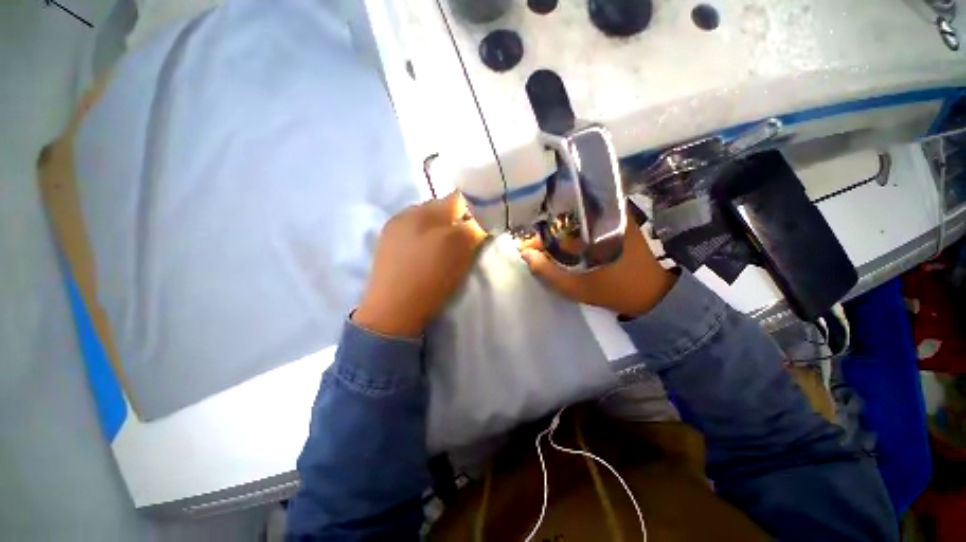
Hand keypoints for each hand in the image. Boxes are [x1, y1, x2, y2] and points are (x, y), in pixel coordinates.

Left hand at [353, 192, 487, 336]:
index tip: (484, 222)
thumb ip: (473, 228)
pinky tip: (427, 255)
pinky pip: (414, 234)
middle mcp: (404, 214)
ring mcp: (392, 230)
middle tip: (466, 240)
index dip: (474, 207)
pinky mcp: (387, 246)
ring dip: (440, 230)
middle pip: (440, 209)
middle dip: (456, 220)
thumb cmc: (429, 277)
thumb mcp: (459, 249)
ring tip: (446, 250)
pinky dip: (425, 239)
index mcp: (423, 211)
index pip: (456, 198)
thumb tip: (480, 219)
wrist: (392, 311)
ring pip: (427, 222)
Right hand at [519, 224, 675, 317]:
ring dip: (558, 236)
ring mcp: (612, 217)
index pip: (557, 223)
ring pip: (575, 221)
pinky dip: (572, 236)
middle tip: (535, 253)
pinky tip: (564, 249)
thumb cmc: (617, 290)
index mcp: (596, 224)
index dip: (538, 237)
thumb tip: (525, 254)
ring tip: (546, 253)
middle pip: (565, 218)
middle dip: (546, 236)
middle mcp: (605, 213)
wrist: (659, 294)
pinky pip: (586, 226)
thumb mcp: (577, 287)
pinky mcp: (617, 224)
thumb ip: (548, 272)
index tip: (527, 250)